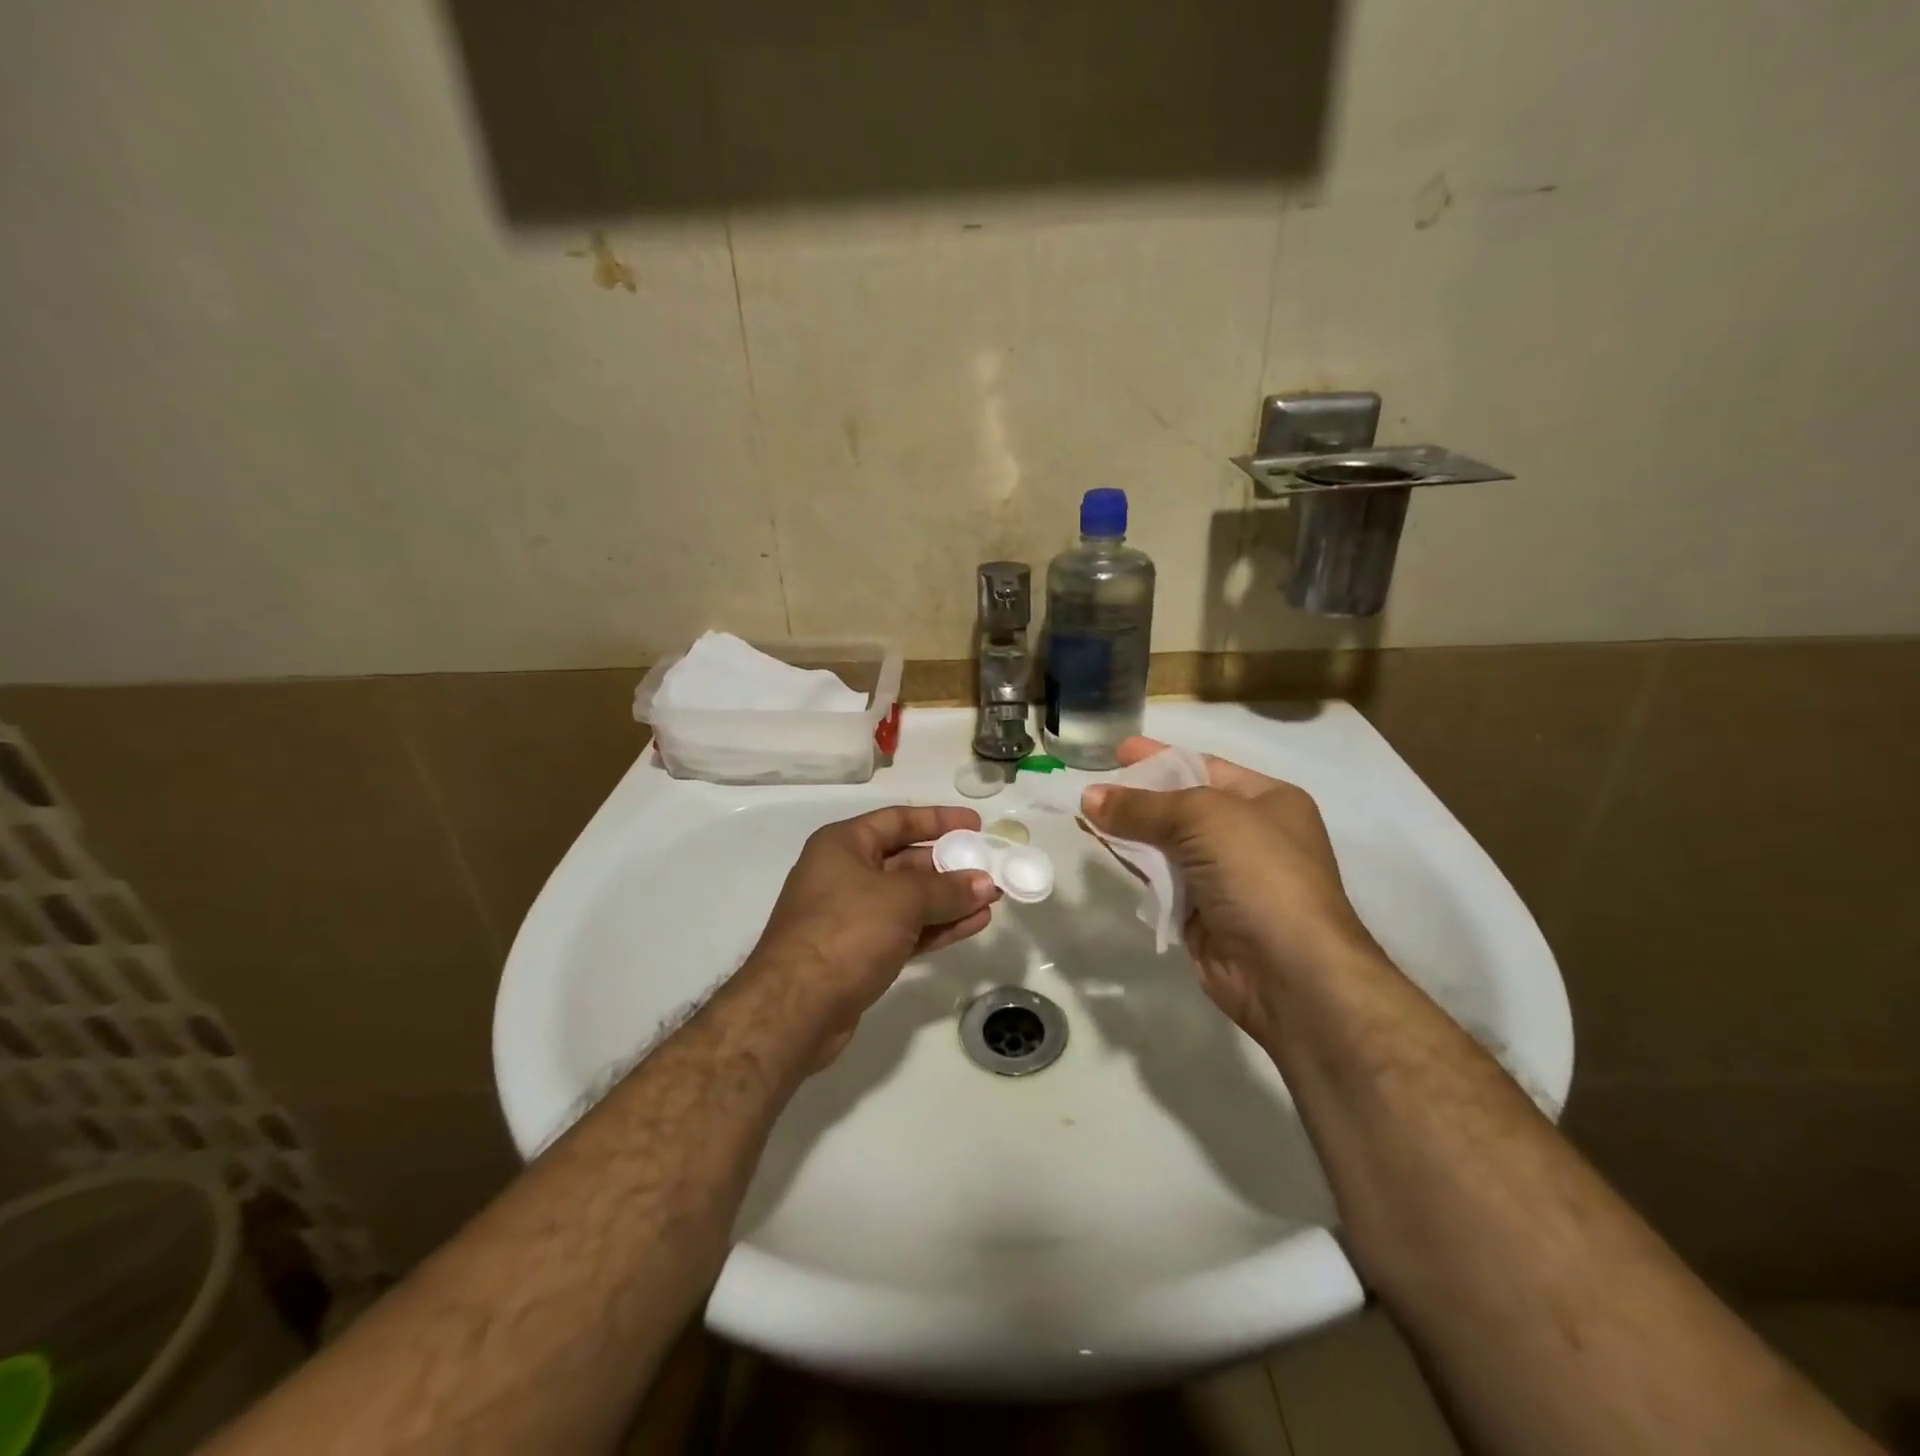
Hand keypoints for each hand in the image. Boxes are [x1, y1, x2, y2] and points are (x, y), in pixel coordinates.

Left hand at [744, 805, 1000, 1066]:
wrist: (795, 1008)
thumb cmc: (846, 931)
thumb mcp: (902, 900)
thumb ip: (947, 889)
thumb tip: (986, 883)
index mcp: (843, 845)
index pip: (897, 820)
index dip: (937, 820)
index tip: (975, 825)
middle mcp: (844, 874)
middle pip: (905, 860)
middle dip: (949, 866)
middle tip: (991, 867)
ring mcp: (851, 916)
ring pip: (910, 900)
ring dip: (950, 899)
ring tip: (992, 898)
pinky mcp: (860, 953)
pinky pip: (907, 930)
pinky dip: (938, 926)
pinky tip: (974, 924)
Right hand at [1081, 737, 1378, 1041]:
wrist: (1290, 972)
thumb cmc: (1259, 874)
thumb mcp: (1204, 819)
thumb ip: (1143, 806)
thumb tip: (1088, 798)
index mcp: (1266, 800)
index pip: (1202, 766)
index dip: (1159, 757)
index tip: (1117, 750)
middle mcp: (1248, 834)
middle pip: (1180, 805)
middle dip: (1136, 794)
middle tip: (1090, 785)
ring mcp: (1224, 876)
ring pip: (1165, 843)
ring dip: (1127, 829)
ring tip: (1083, 814)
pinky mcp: (1200, 912)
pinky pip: (1159, 877)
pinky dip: (1132, 862)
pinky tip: (1102, 847)